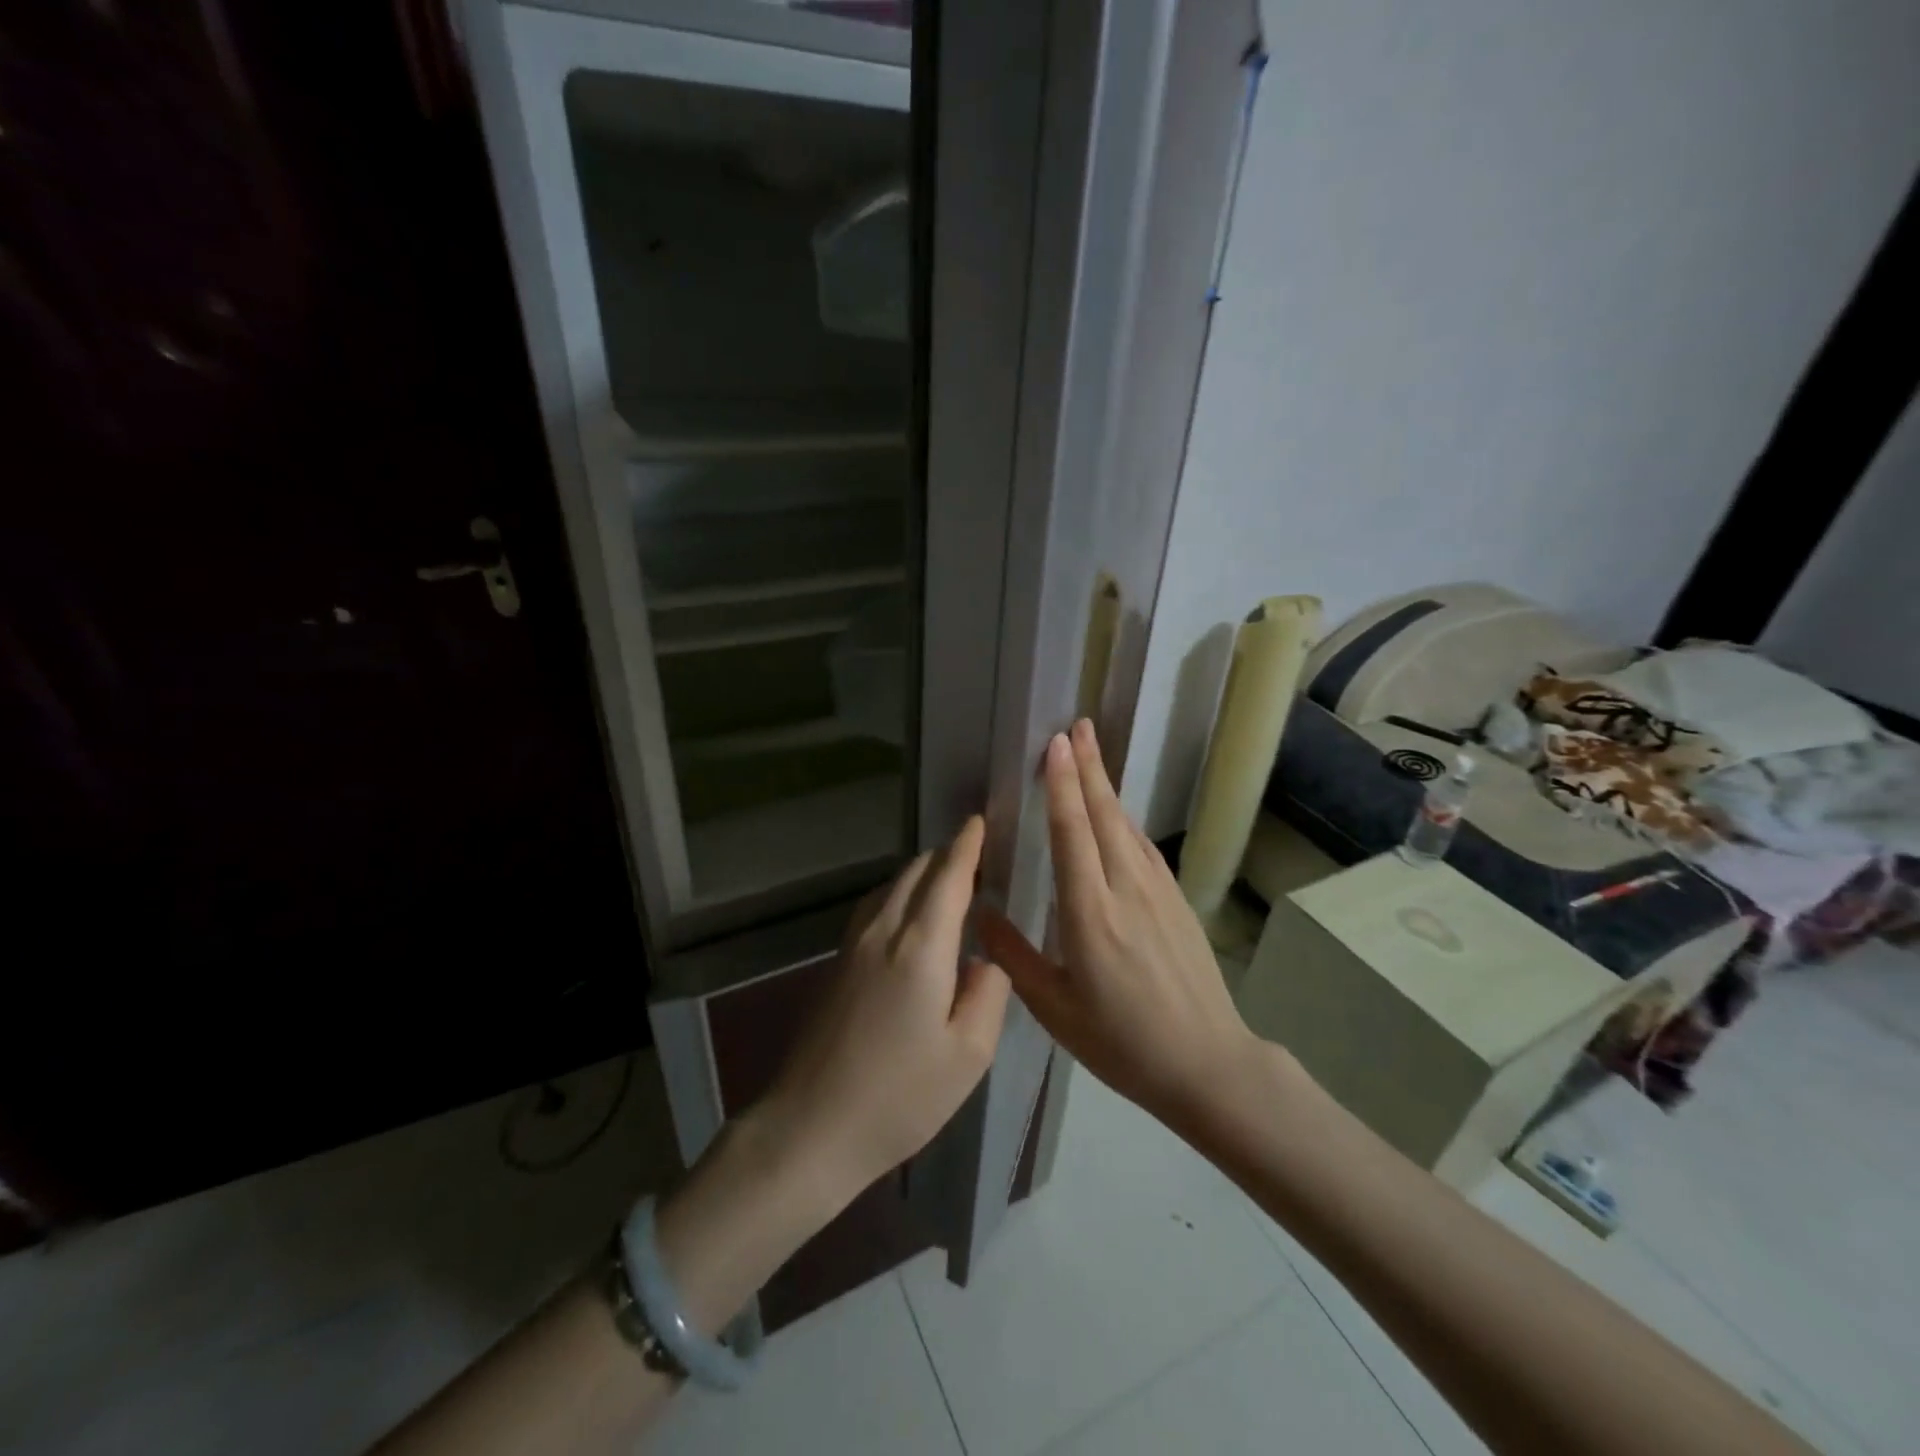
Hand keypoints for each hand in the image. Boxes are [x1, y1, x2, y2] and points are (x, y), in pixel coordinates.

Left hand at [759, 814, 1012, 1204]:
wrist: (811, 1127)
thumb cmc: (900, 1096)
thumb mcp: (969, 1054)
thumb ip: (989, 993)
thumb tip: (985, 958)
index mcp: (921, 946)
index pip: (949, 876)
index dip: (968, 845)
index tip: (981, 821)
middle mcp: (884, 930)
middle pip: (917, 871)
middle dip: (949, 855)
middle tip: (980, 857)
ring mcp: (853, 944)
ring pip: (892, 884)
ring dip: (923, 873)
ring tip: (952, 882)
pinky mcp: (837, 962)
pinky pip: (875, 905)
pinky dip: (901, 893)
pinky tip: (911, 915)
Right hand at [978, 720, 1259, 1131]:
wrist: (1206, 1064)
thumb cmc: (1121, 1042)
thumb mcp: (1054, 1009)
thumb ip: (1013, 956)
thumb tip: (977, 911)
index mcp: (1090, 914)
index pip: (1072, 834)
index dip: (1062, 786)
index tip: (1054, 745)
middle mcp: (1125, 890)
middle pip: (1104, 815)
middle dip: (1088, 766)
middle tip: (1075, 725)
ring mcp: (1157, 892)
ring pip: (1126, 825)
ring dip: (1107, 785)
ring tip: (1091, 750)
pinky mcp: (1176, 901)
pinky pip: (1143, 847)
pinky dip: (1124, 819)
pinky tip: (1117, 811)